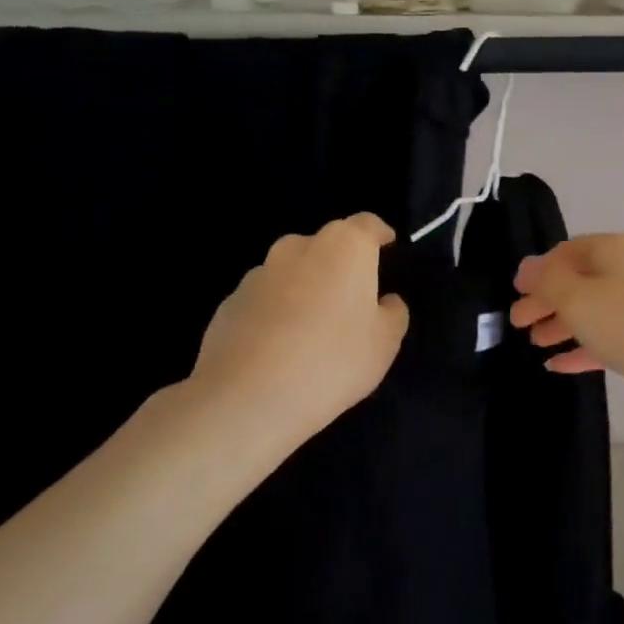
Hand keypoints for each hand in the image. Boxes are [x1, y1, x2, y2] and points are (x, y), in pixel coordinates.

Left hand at [179, 213, 408, 458]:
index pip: (368, 224)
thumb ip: (393, 312)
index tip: (388, 250)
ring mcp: (259, 273)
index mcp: (344, 246)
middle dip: (342, 264)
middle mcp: (299, 247)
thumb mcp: (385, 342)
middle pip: (328, 245)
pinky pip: (266, 299)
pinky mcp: (230, 303)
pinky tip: (280, 349)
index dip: (381, 236)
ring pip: (293, 271)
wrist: (245, 399)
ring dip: (307, 288)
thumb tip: (385, 301)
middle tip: (353, 300)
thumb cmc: (331, 360)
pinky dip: (277, 313)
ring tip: (314, 329)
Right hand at [510, 234, 623, 422]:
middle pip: (579, 280)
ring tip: (534, 343)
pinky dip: (582, 347)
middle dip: (546, 300)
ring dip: (562, 324)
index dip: (538, 271)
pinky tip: (558, 365)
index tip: (514, 294)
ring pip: (593, 310)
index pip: (566, 251)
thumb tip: (527, 267)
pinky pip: (608, 338)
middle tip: (516, 324)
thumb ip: (547, 281)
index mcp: (613, 250)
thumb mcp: (578, 298)